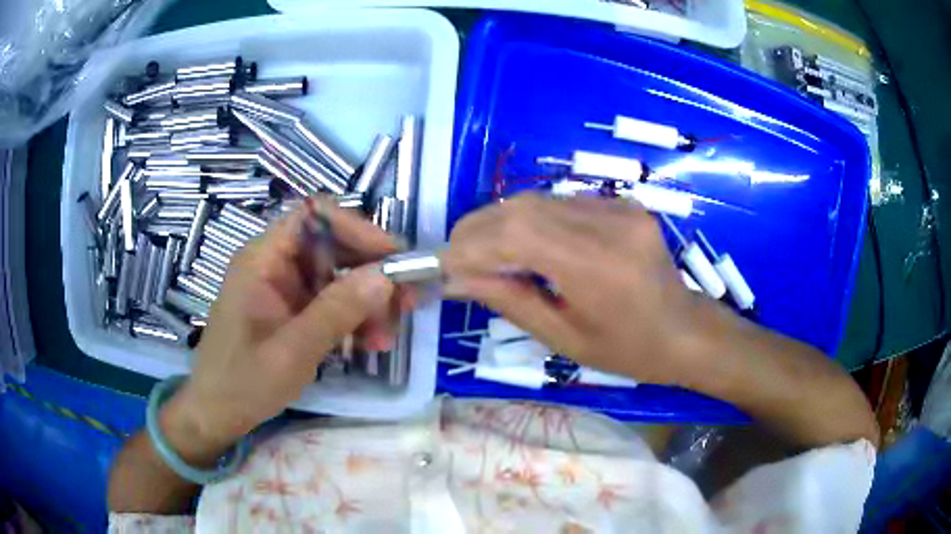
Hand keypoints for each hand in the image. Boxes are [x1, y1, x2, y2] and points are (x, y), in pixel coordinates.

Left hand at [169, 198, 404, 452]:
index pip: (313, 217)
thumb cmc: (244, 382)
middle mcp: (273, 263)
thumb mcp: (293, 351)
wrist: (217, 412)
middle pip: (331, 246)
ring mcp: (282, 287)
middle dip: (370, 273)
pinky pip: (329, 301)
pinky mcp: (290, 309)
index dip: (356, 229)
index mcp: (262, 259)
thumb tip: (385, 276)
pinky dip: (352, 318)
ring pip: (336, 276)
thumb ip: (336, 311)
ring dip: (366, 302)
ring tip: (387, 336)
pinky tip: (370, 343)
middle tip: (405, 303)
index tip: (393, 258)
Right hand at [442, 195, 715, 385]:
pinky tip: (521, 243)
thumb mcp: (564, 338)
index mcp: (598, 267)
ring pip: (538, 200)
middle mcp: (609, 224)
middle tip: (455, 255)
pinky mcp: (622, 203)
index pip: (517, 235)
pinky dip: (530, 219)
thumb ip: (509, 300)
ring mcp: (619, 207)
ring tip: (480, 250)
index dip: (471, 245)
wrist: (685, 330)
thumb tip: (457, 278)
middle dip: (478, 229)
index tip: (443, 265)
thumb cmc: (629, 351)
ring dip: (500, 222)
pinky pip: (561, 203)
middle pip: (523, 209)